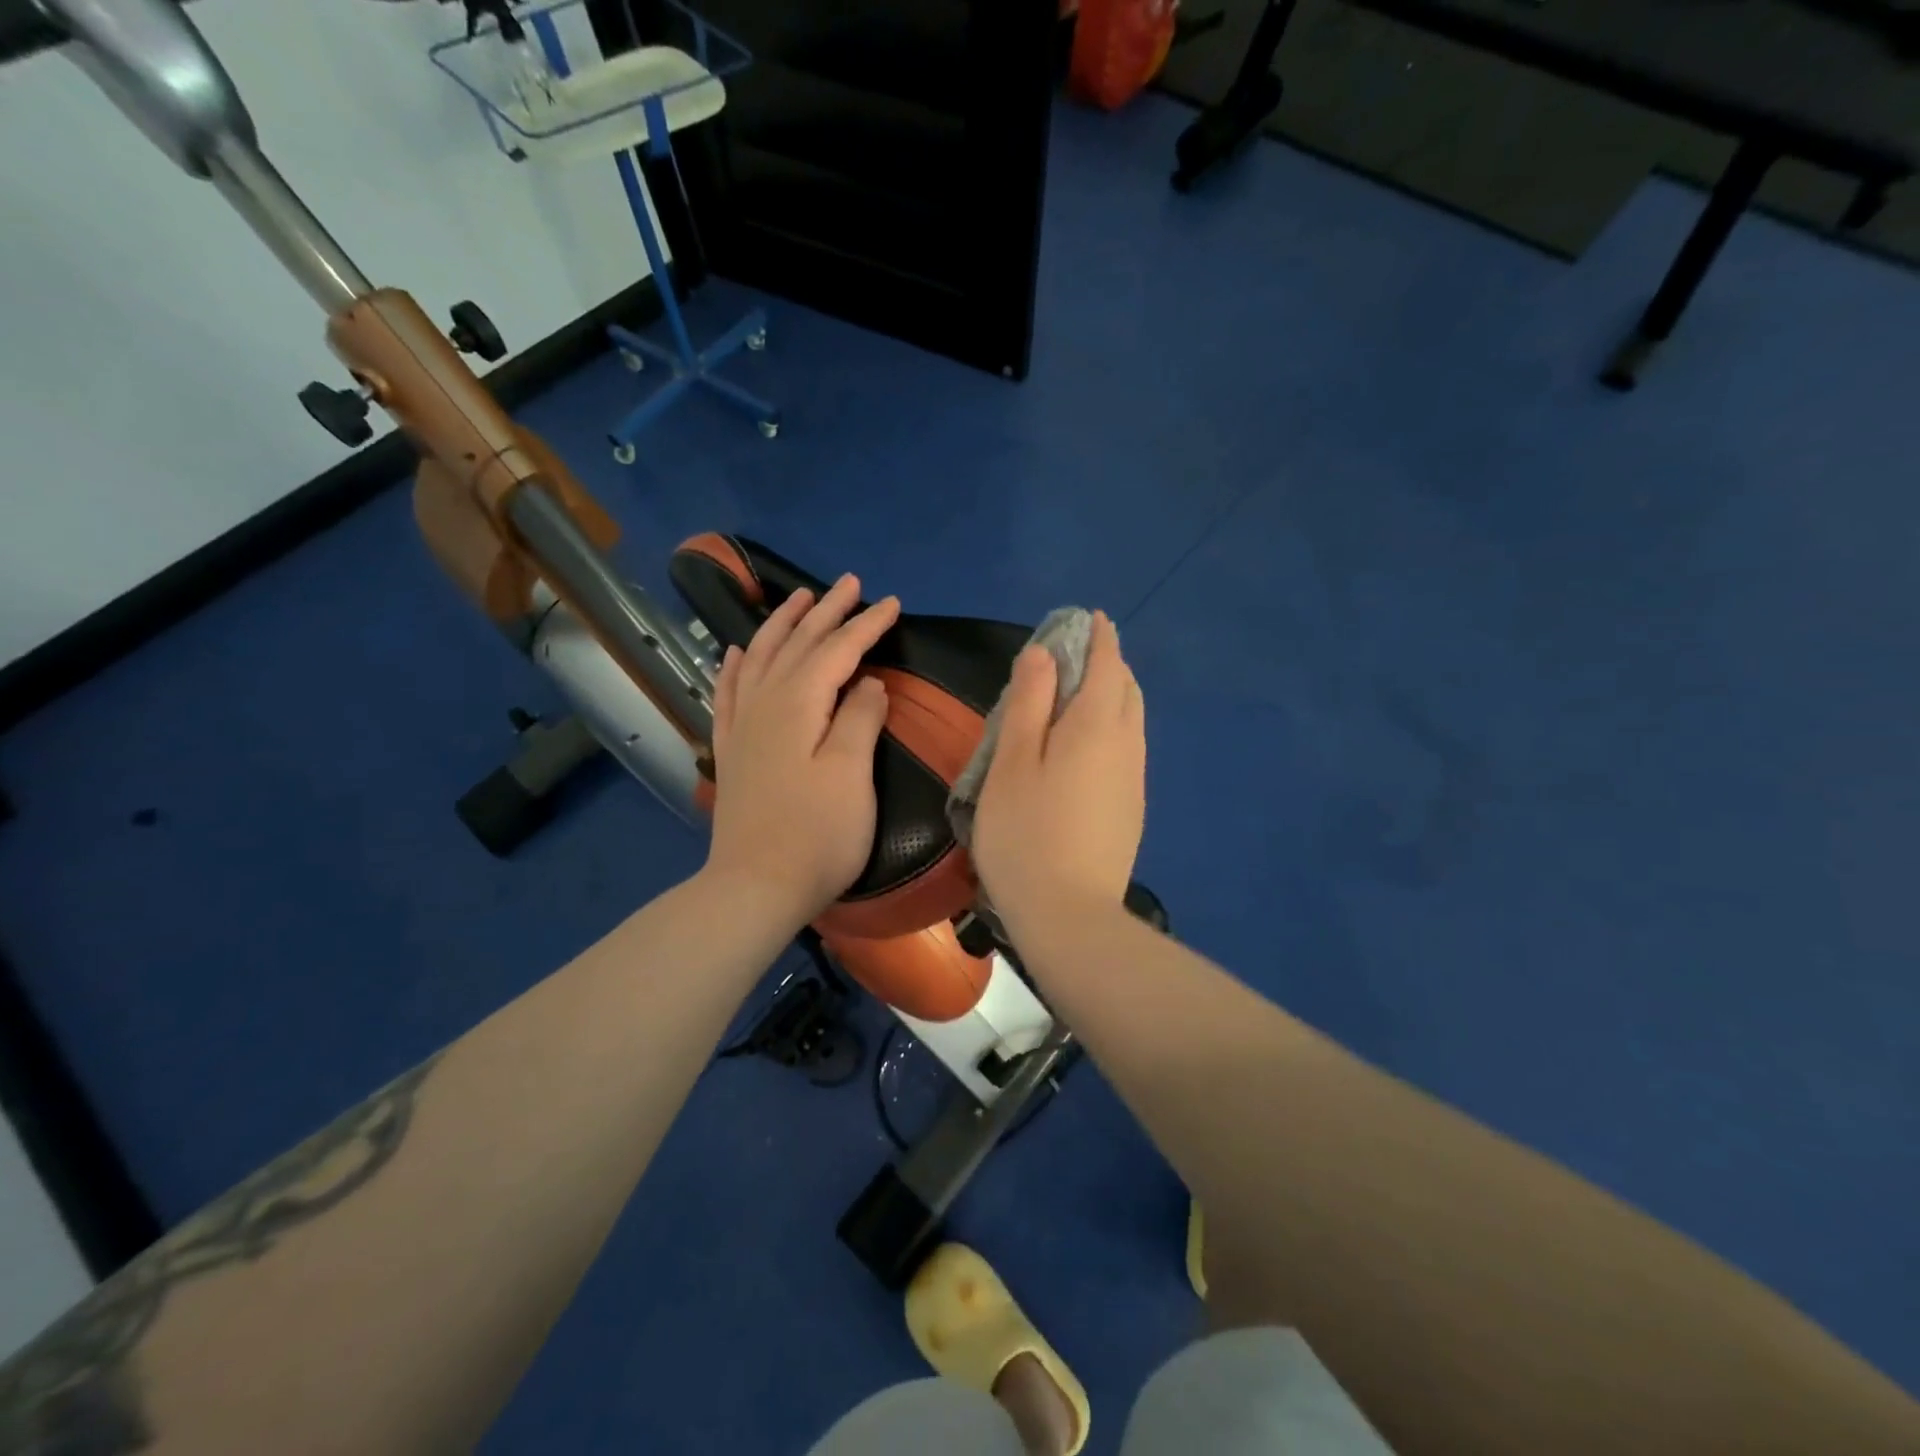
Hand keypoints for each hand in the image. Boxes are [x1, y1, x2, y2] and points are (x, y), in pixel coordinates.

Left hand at [702, 574, 901, 932]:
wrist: (756, 887)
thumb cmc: (817, 834)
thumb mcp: (852, 775)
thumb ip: (859, 720)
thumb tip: (868, 683)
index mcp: (799, 705)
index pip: (837, 651)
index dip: (865, 625)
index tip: (892, 603)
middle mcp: (765, 704)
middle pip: (797, 645)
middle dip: (826, 612)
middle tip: (849, 583)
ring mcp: (743, 727)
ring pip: (760, 658)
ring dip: (781, 625)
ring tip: (798, 599)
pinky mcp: (731, 751)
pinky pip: (728, 693)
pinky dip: (734, 665)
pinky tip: (735, 651)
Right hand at [972, 611, 1145, 939]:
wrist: (1069, 914)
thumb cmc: (1026, 833)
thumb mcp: (1012, 762)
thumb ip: (1028, 703)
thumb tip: (1042, 654)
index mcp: (1095, 726)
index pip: (1107, 664)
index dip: (1099, 637)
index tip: (1090, 618)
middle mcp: (1126, 745)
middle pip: (1126, 689)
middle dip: (1109, 664)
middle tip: (1077, 656)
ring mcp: (1134, 779)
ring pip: (1130, 720)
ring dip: (1112, 696)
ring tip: (1079, 695)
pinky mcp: (1131, 808)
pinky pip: (1127, 748)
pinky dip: (1111, 727)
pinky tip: (1086, 745)